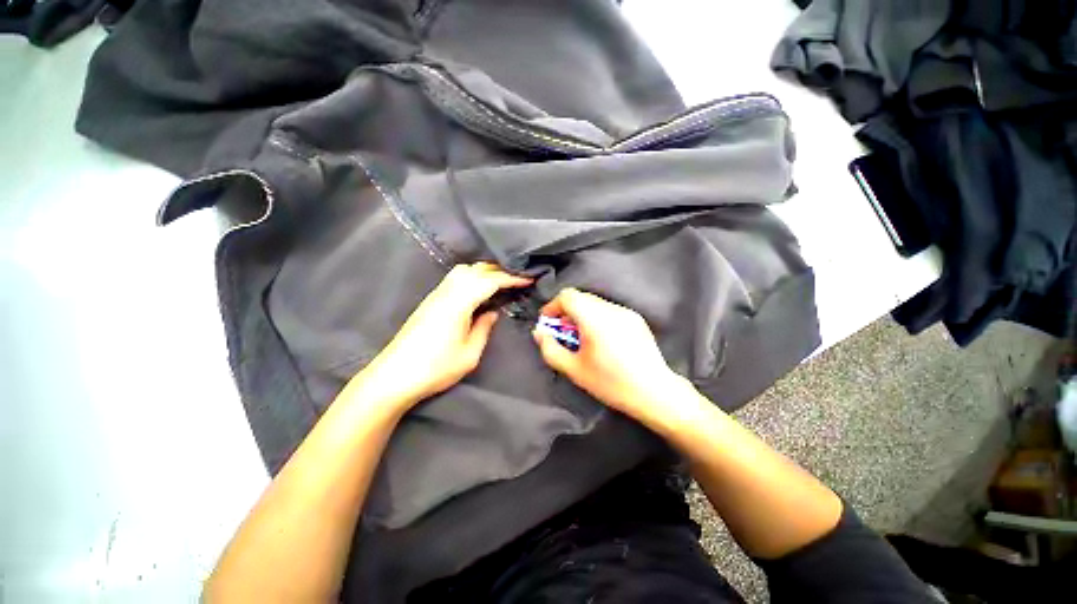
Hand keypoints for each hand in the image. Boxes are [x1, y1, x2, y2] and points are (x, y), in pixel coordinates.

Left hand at [348, 263, 531, 411]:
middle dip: (498, 270)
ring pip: (462, 271)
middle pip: (475, 269)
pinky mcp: (429, 301)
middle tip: (516, 279)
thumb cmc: (435, 369)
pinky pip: (454, 279)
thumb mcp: (469, 354)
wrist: (393, 376)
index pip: (490, 281)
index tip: (528, 279)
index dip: (510, 278)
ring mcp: (435, 295)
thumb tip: (492, 312)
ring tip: (499, 282)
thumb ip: (484, 328)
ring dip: (483, 271)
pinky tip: (477, 290)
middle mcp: (446, 293)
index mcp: (458, 303)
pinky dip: (471, 277)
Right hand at [532, 288, 687, 423]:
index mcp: (595, 318)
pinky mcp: (636, 319)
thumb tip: (539, 332)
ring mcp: (626, 312)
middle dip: (566, 312)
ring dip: (582, 315)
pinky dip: (597, 318)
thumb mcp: (574, 369)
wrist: (655, 392)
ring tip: (582, 338)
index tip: (548, 323)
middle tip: (563, 333)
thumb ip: (550, 349)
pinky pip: (609, 310)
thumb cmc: (611, 383)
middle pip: (581, 298)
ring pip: (595, 303)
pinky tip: (601, 339)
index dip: (553, 306)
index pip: (568, 296)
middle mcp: (611, 309)